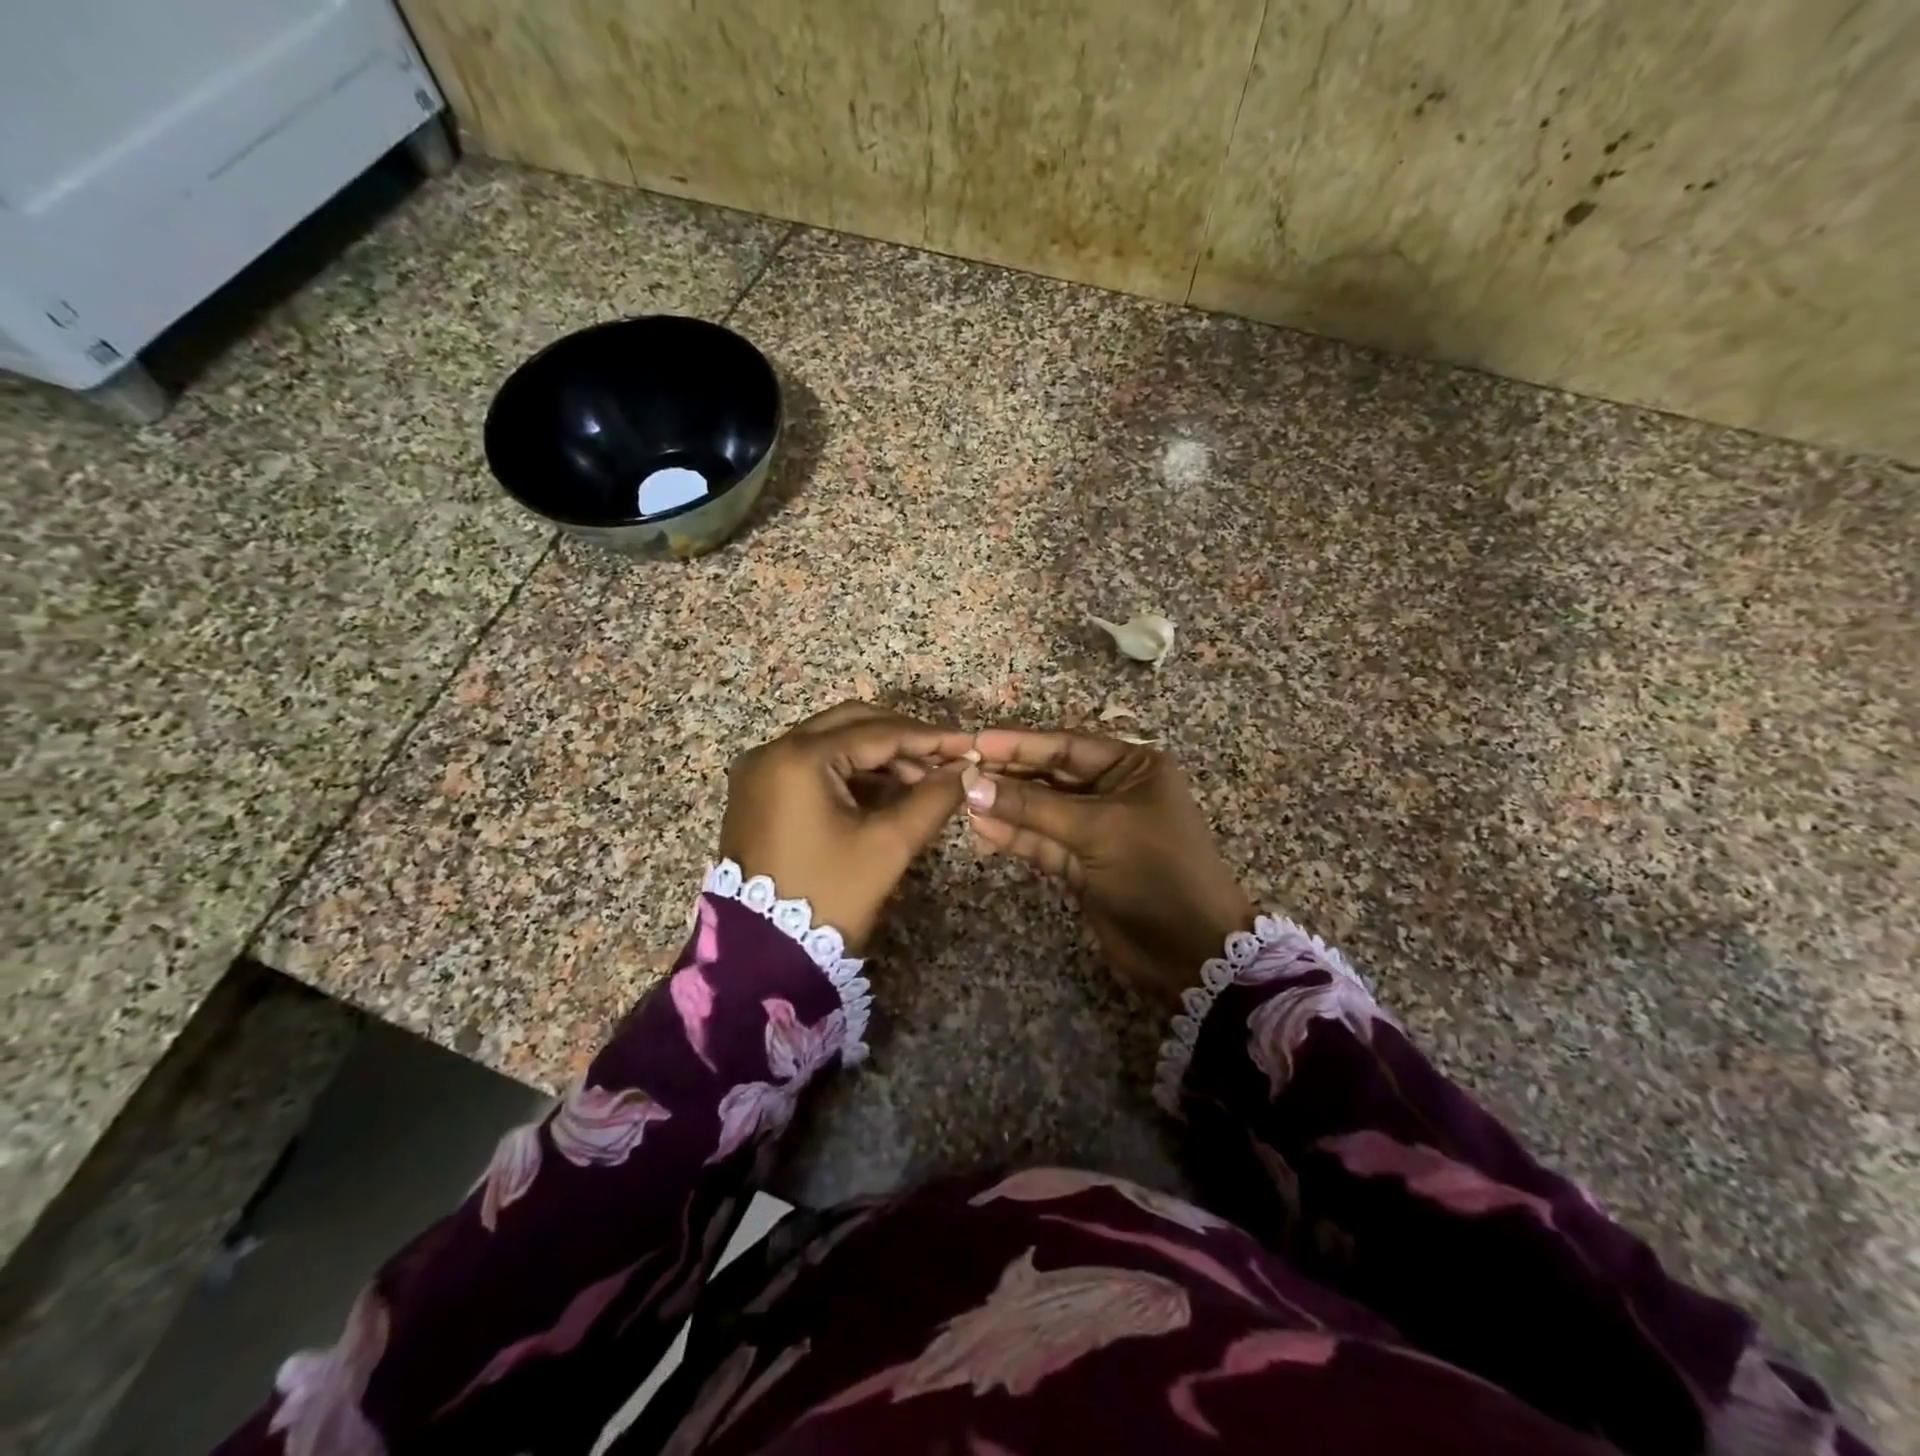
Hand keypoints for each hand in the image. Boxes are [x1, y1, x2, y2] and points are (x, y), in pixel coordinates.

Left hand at [720, 703, 973, 949]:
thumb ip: (932, 800)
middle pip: (850, 724)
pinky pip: (811, 765)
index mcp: (799, 758)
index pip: (876, 733)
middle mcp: (772, 751)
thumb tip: (965, 771)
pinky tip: (885, 790)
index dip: (927, 738)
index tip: (966, 745)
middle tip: (943, 759)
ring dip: (877, 755)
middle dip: (901, 739)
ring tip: (922, 779)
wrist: (761, 956)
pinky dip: (849, 771)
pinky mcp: (757, 793)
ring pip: (830, 742)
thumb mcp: (887, 846)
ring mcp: (759, 772)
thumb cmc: (827, 897)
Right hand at [964, 730, 1254, 1010]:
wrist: (1191, 952)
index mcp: (1133, 767)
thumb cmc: (1156, 872)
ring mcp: (1095, 828)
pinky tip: (979, 823)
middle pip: (1048, 775)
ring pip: (1040, 809)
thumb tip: (971, 786)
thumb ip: (1032, 808)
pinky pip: (1041, 840)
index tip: (973, 742)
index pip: (1065, 746)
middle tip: (956, 768)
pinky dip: (1013, 834)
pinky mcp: (1081, 863)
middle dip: (1005, 773)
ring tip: (957, 794)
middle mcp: (1113, 790)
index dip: (1018, 744)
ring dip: (1003, 803)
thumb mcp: (1098, 829)